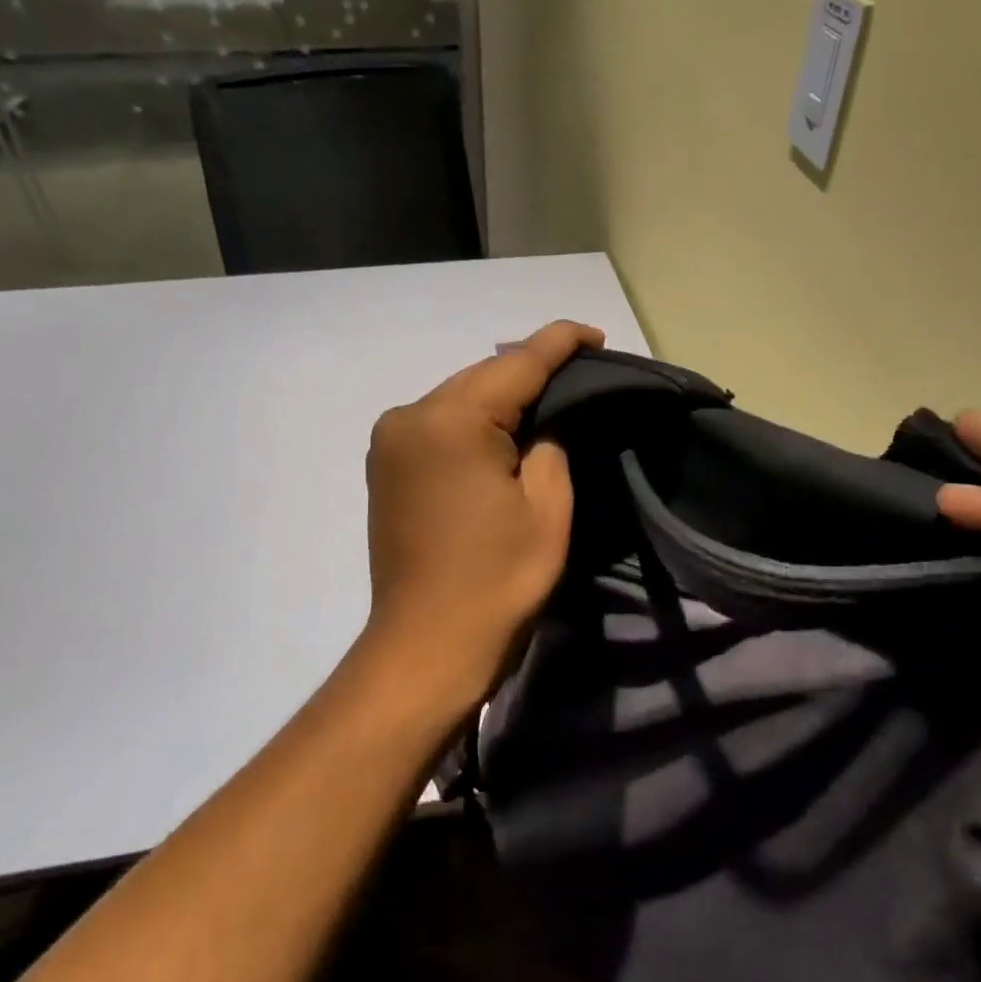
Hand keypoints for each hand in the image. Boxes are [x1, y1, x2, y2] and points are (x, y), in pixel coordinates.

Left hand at [362, 320, 602, 711]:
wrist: (427, 646)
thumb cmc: (497, 581)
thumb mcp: (547, 506)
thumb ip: (550, 443)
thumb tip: (543, 421)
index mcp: (449, 419)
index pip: (516, 364)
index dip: (560, 343)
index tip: (595, 335)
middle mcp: (408, 416)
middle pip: (482, 377)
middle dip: (530, 373)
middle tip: (579, 375)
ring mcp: (389, 442)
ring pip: (459, 400)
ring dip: (501, 399)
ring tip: (548, 403)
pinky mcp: (385, 468)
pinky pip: (439, 426)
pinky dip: (474, 424)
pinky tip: (502, 434)